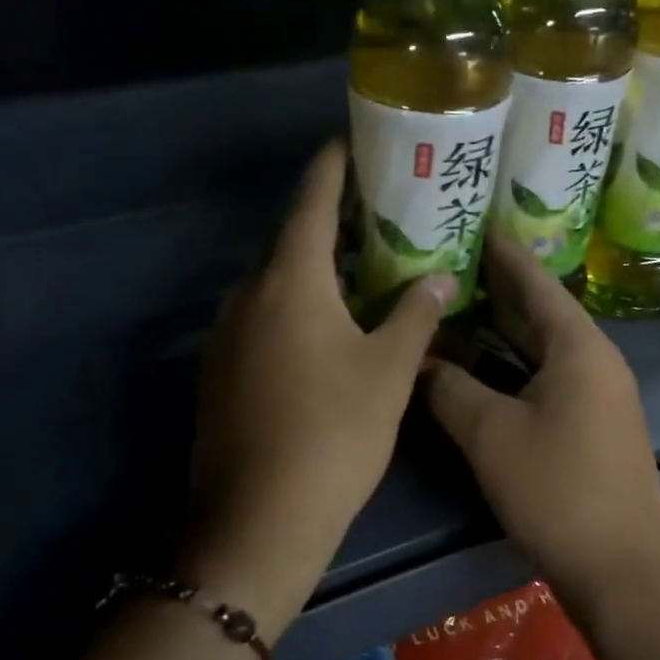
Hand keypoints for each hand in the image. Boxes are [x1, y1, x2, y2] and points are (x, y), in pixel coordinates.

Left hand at [182, 140, 453, 639]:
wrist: (258, 520)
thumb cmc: (334, 434)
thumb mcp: (389, 371)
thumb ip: (416, 314)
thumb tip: (439, 275)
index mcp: (290, 281)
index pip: (311, 201)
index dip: (333, 166)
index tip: (352, 140)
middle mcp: (248, 294)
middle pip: (292, 239)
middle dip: (332, 222)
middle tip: (380, 214)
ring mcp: (226, 333)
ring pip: (276, 282)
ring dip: (315, 270)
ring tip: (363, 269)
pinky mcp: (220, 370)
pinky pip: (262, 317)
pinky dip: (295, 306)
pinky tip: (327, 329)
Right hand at [422, 229, 659, 605]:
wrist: (619, 567)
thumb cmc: (556, 490)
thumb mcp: (490, 434)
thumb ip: (448, 387)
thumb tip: (418, 361)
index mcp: (578, 346)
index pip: (534, 280)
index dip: (502, 249)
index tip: (472, 219)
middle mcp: (594, 358)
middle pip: (539, 308)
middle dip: (496, 284)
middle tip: (448, 257)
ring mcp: (597, 391)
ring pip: (541, 344)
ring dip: (501, 325)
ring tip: (455, 300)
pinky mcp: (591, 421)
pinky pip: (546, 372)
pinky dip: (512, 360)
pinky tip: (479, 361)